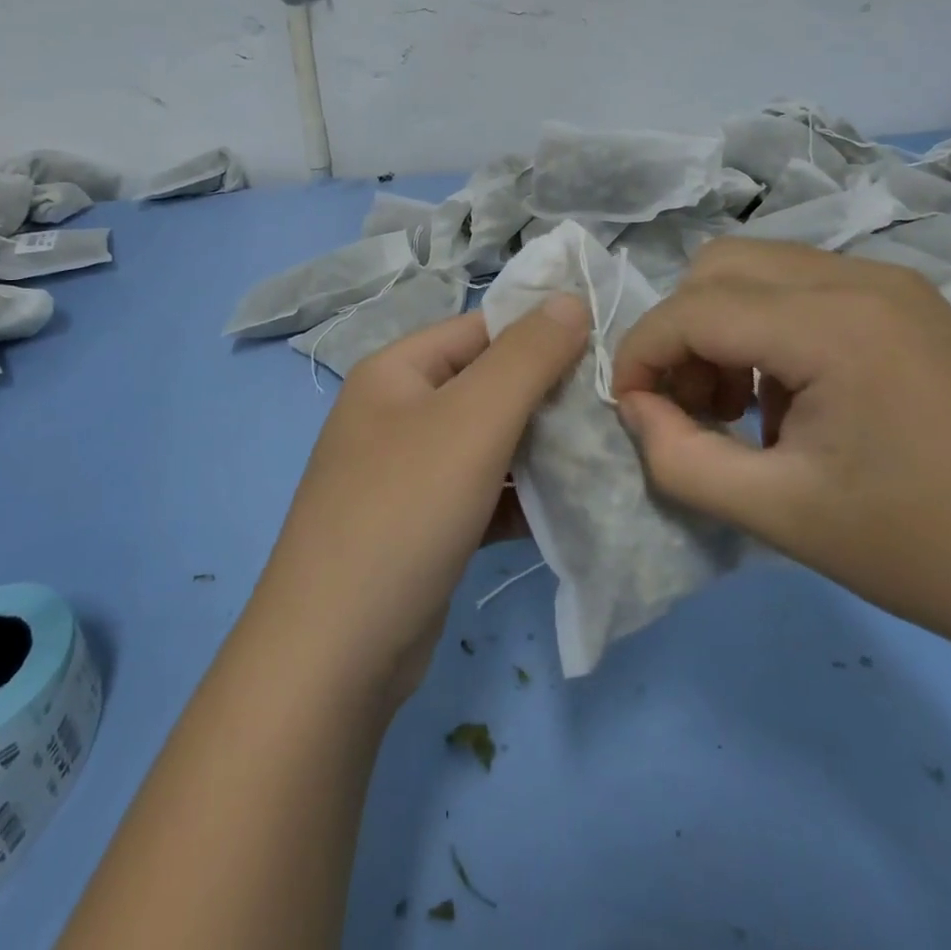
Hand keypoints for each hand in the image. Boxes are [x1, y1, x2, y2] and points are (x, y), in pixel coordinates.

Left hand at [250, 296, 589, 705]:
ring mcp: (408, 473)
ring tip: (605, 456)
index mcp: (397, 371)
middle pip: (487, 387)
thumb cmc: (404, 510)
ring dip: (541, 451)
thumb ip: (527, 356)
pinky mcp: (424, 526)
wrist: (336, 652)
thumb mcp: (472, 420)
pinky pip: (483, 494)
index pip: (481, 330)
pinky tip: (571, 510)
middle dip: (548, 398)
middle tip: (614, 411)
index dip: (541, 335)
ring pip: (489, 444)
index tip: (606, 353)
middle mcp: (398, 414)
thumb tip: (569, 297)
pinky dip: (521, 499)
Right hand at [612, 238, 950, 663]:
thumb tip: (636, 409)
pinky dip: (768, 328)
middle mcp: (859, 278)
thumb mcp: (776, 514)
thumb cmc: (922, 550)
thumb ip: (679, 459)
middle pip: (718, 267)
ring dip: (723, 326)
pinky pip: (804, 288)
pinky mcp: (910, 303)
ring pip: (759, 269)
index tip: (630, 409)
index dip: (641, 354)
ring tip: (740, 406)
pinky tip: (793, 396)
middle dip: (681, 331)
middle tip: (690, 404)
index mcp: (831, 324)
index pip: (692, 309)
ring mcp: (892, 284)